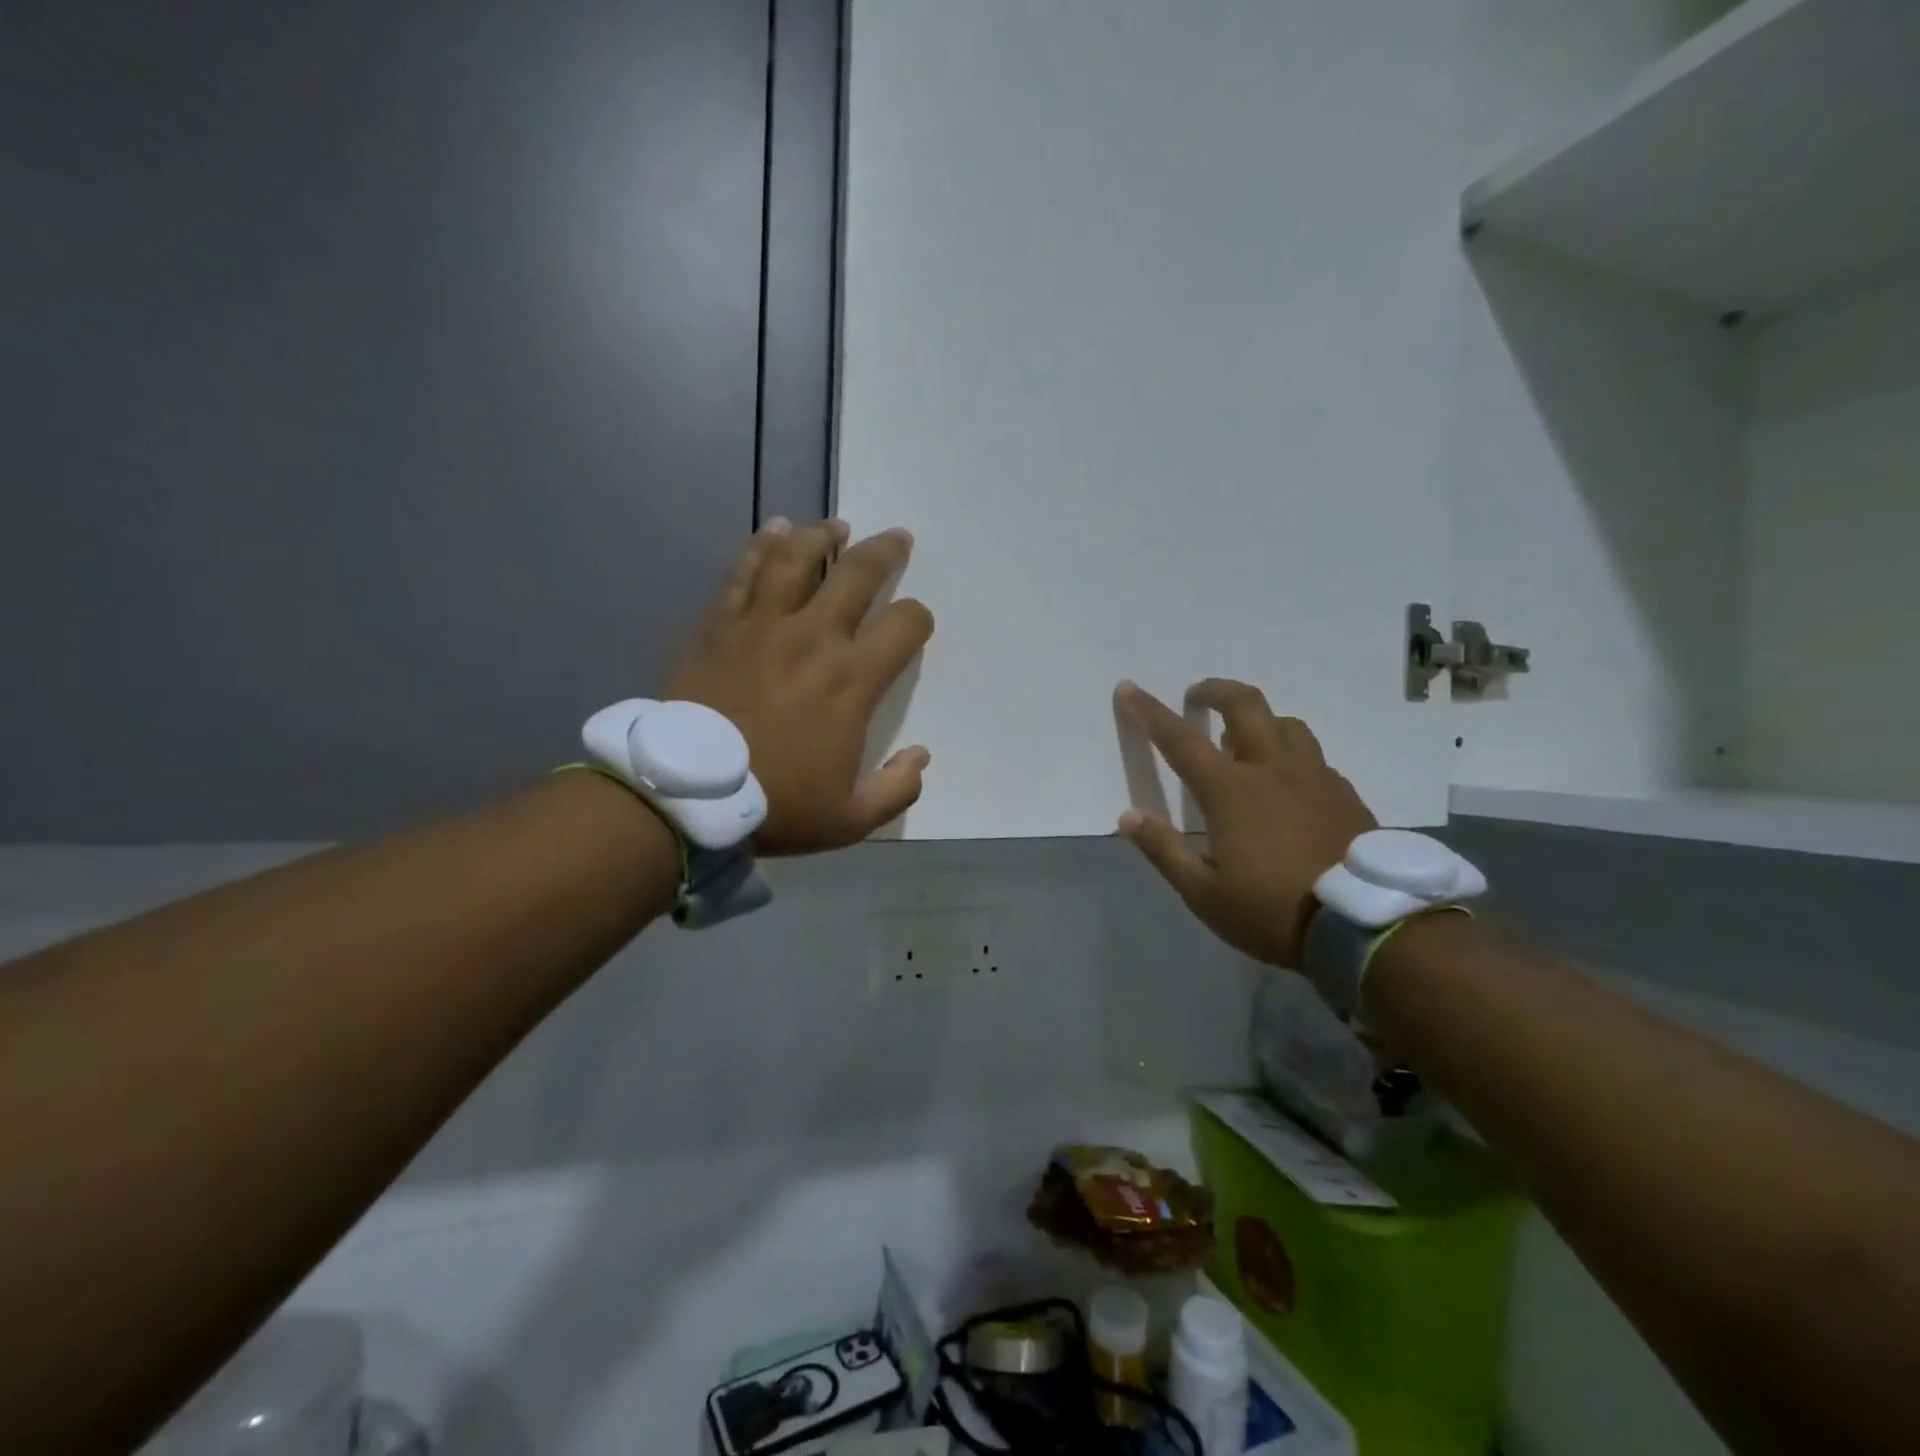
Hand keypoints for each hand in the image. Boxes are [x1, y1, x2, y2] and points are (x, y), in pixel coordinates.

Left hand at [664, 518, 933, 855]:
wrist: (685, 793)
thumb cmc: (774, 803)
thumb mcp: (850, 818)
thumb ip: (897, 788)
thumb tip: (921, 756)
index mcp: (852, 681)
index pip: (904, 626)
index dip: (918, 618)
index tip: (915, 624)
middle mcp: (814, 637)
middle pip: (857, 574)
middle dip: (884, 552)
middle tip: (896, 538)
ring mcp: (763, 625)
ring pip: (798, 559)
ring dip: (822, 536)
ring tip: (836, 527)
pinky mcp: (721, 624)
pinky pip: (745, 572)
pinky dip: (763, 545)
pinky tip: (774, 529)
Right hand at [1114, 679, 1374, 967]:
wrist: (1365, 927)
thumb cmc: (1272, 911)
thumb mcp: (1204, 894)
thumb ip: (1164, 850)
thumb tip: (1128, 817)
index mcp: (1231, 791)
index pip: (1179, 740)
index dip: (1149, 712)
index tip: (1128, 688)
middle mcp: (1272, 769)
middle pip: (1245, 705)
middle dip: (1215, 690)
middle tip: (1197, 697)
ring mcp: (1314, 777)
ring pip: (1285, 724)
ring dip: (1258, 719)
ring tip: (1244, 739)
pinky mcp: (1344, 793)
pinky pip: (1312, 756)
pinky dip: (1290, 754)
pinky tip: (1288, 782)